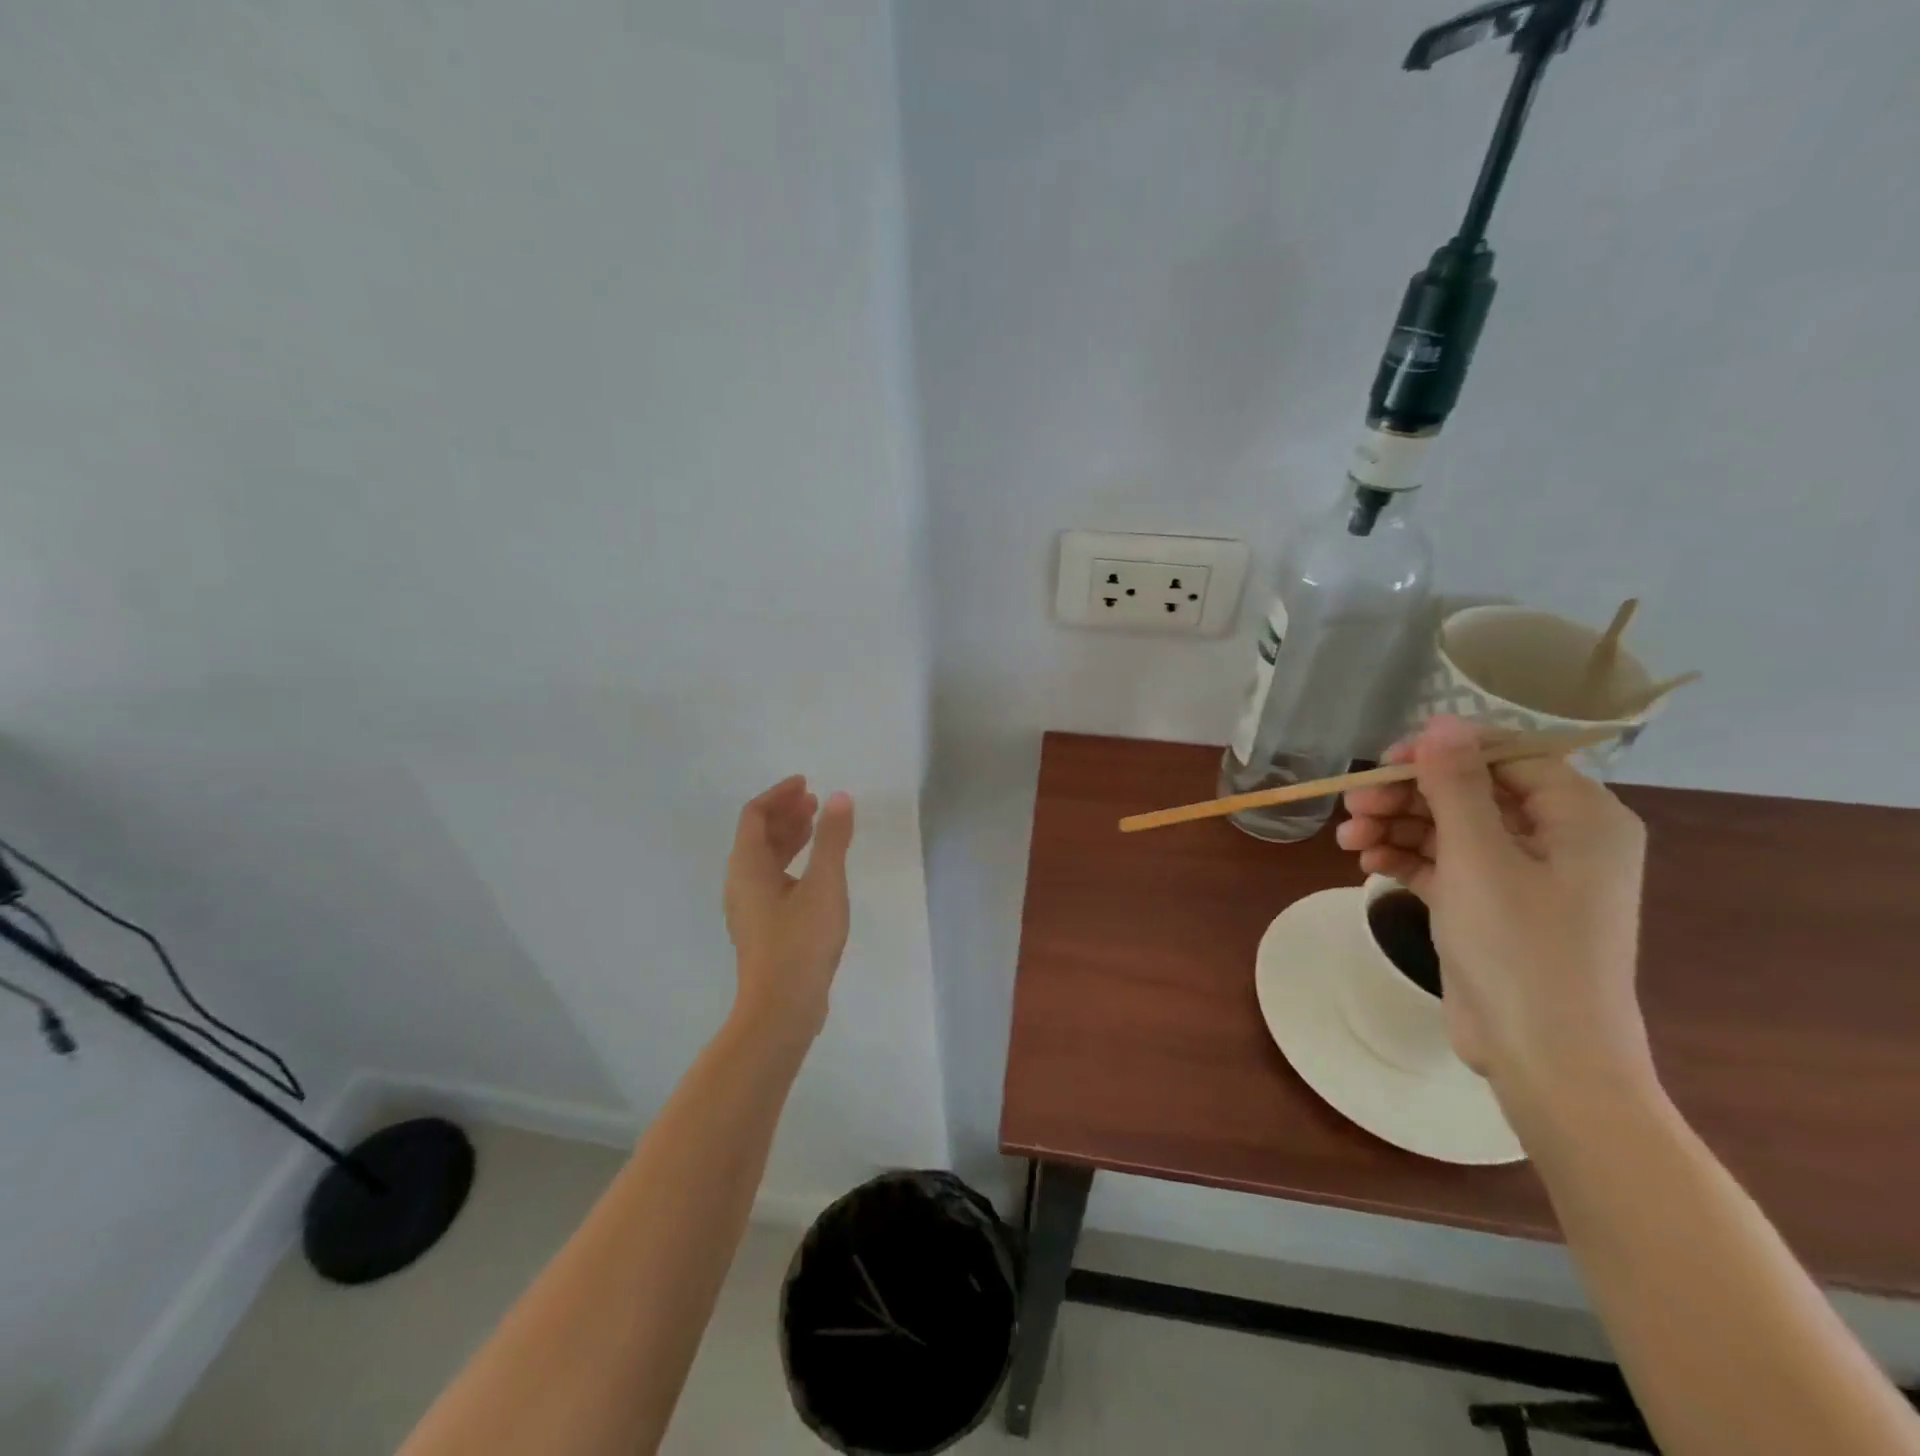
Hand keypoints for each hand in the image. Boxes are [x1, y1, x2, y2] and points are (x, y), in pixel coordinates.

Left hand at [724, 776, 855, 1043]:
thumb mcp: (824, 885)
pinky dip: (792, 862)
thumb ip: (832, 839)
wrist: (782, 1009)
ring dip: (790, 837)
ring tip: (819, 826)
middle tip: (816, 801)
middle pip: (757, 836)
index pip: (754, 815)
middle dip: (786, 813)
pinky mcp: (762, 928)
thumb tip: (839, 797)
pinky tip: (816, 871)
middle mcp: (740, 883)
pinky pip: (772, 880)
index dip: (779, 794)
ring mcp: (749, 908)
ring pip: (765, 860)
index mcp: (747, 867)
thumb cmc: (800, 941)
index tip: (806, 784)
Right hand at [1335, 717, 1652, 1097]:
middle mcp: (1557, 837)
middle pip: (1470, 791)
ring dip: (1396, 827)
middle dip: (1407, 796)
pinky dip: (1406, 858)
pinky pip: (1444, 863)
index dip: (1441, 753)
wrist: (1544, 1057)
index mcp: (1580, 816)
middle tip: (1353, 806)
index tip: (1384, 764)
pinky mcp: (1491, 905)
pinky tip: (1367, 863)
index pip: (1505, 755)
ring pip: (1449, 827)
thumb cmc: (1521, 948)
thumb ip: (1457, 785)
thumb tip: (1441, 722)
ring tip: (1349, 840)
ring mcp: (1522, 874)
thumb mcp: (1480, 857)